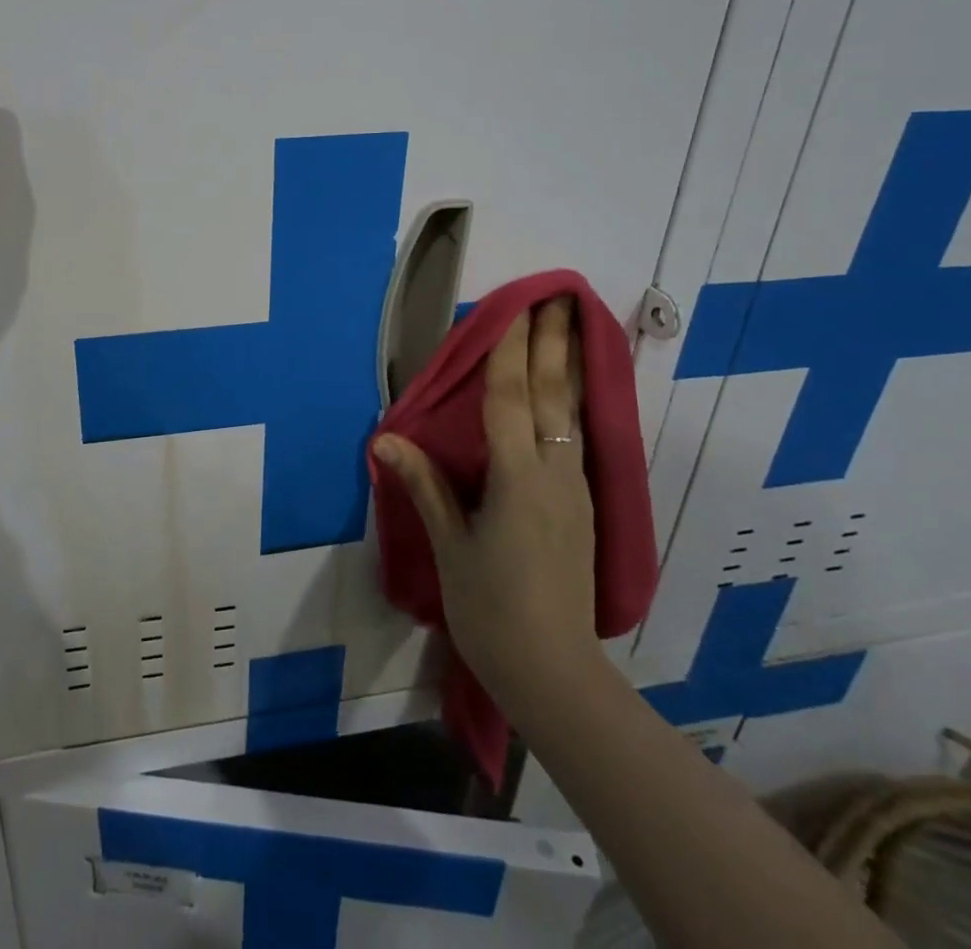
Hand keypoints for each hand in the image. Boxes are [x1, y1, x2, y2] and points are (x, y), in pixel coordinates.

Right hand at [374, 298, 599, 705]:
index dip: (510, 350)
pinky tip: (572, 394)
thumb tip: (386, 439)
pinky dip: (573, 402)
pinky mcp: (583, 507)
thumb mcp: (450, 546)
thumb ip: (424, 486)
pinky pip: (577, 438)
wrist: (554, 673)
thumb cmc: (490, 609)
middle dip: (555, 343)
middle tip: (562, 297)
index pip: (509, 398)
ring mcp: (575, 490)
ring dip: (570, 366)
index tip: (517, 307)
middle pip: (553, 395)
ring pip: (572, 413)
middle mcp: (554, 473)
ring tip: (574, 329)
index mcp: (516, 479)